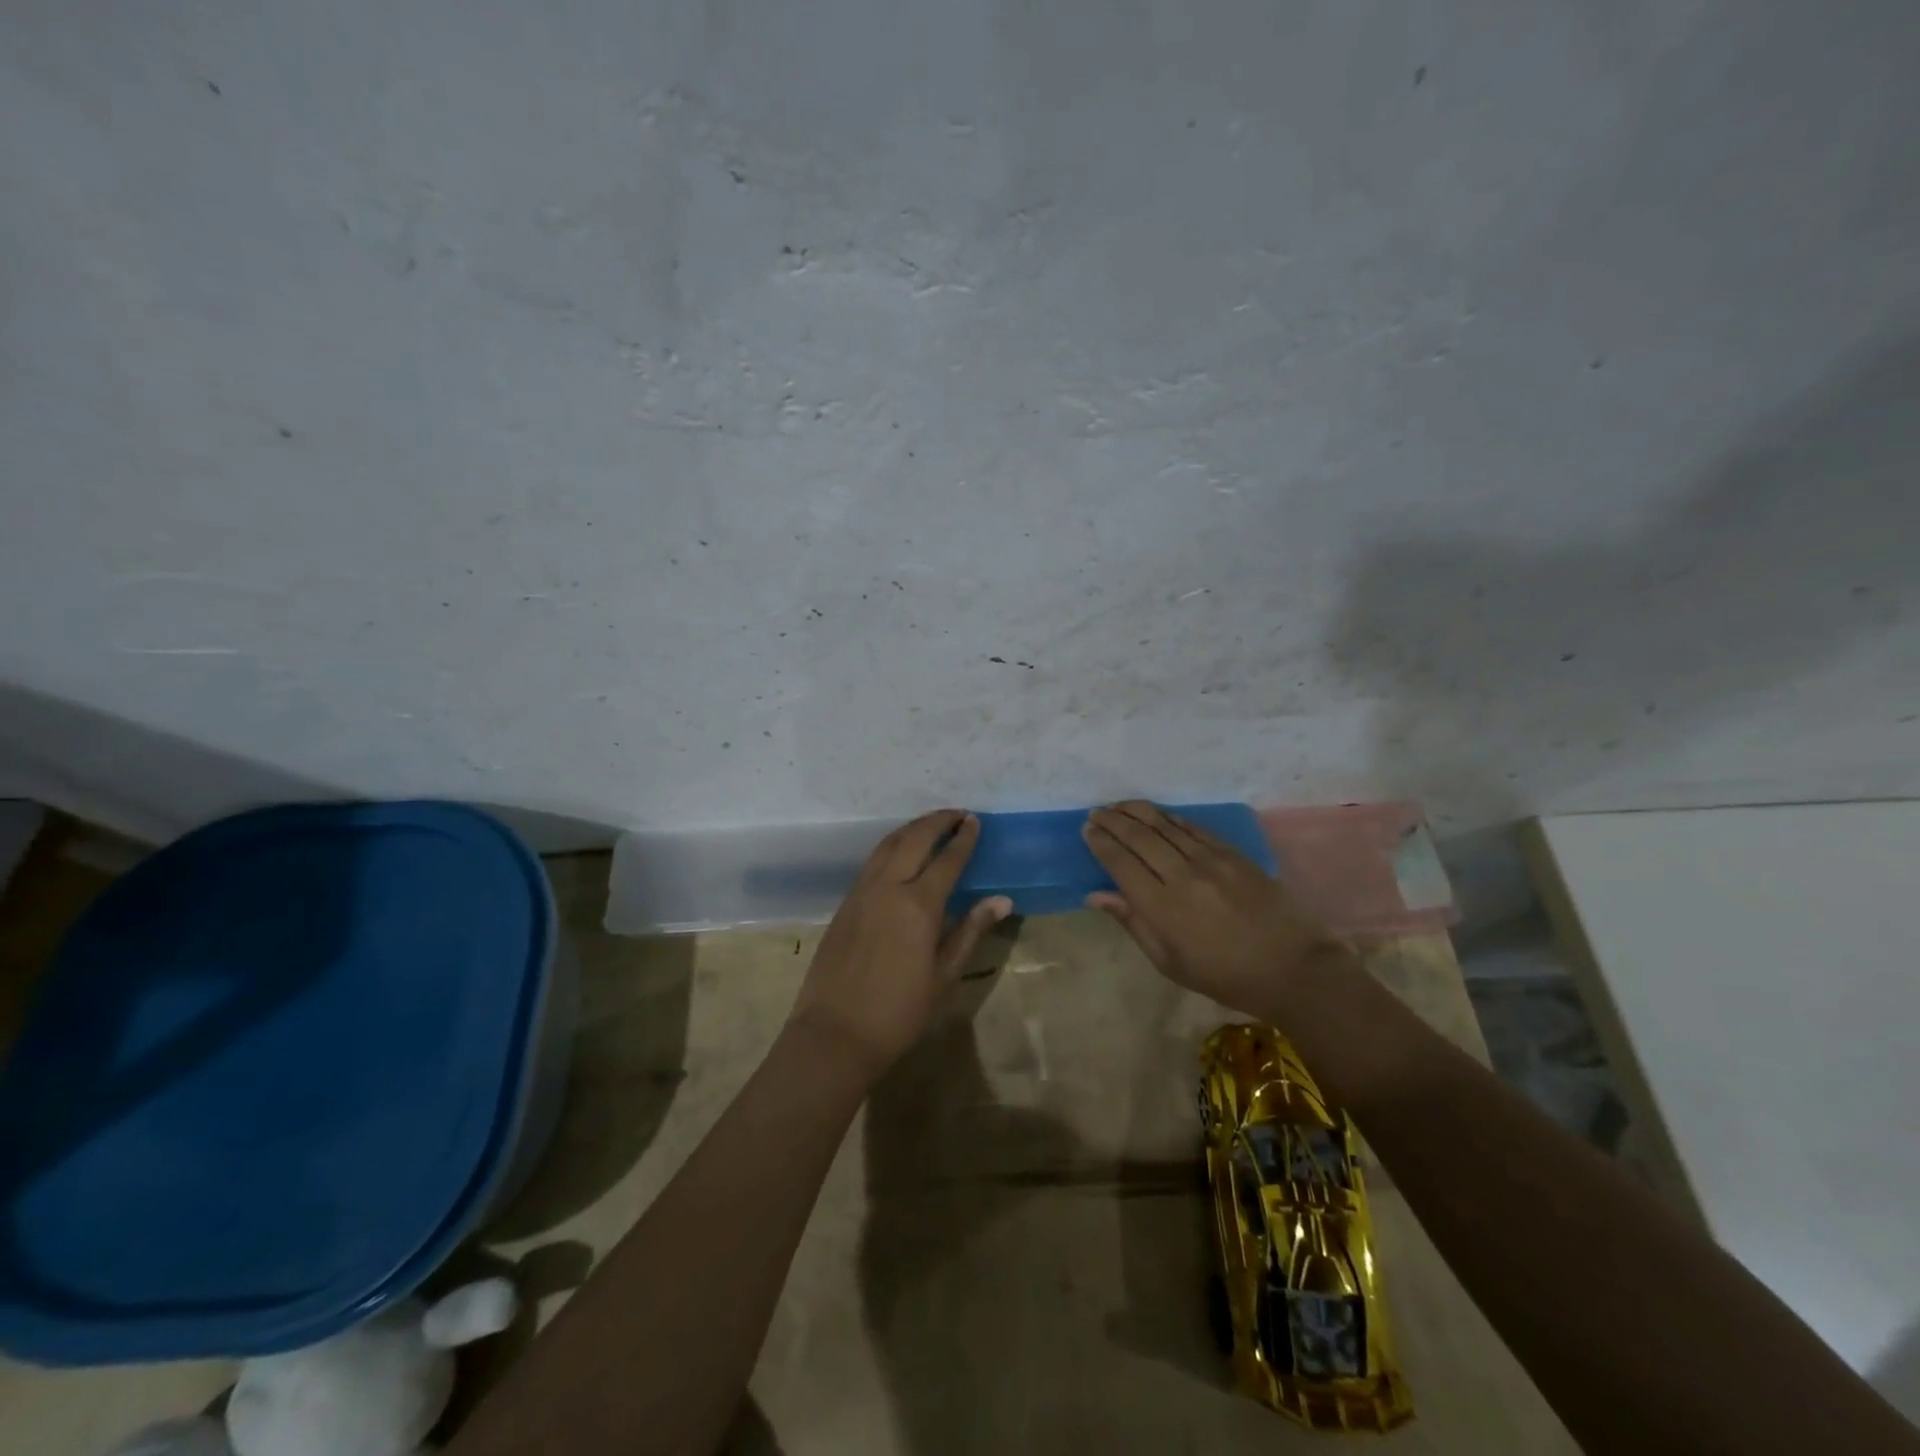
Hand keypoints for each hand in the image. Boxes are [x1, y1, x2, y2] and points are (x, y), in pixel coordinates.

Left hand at [788, 810, 1012, 1077]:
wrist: (835, 1033)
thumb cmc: (899, 1012)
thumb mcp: (944, 975)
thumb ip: (970, 931)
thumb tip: (1001, 899)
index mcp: (918, 904)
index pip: (947, 859)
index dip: (964, 839)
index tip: (975, 822)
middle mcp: (888, 887)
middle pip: (914, 839)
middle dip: (938, 821)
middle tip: (958, 814)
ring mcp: (862, 891)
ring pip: (888, 844)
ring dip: (913, 828)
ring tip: (932, 824)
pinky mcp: (846, 902)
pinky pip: (873, 861)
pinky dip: (892, 845)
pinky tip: (901, 852)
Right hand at [1082, 800, 1346, 1017]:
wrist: (1293, 968)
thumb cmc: (1225, 976)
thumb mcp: (1170, 963)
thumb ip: (1133, 923)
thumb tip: (1096, 895)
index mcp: (1163, 908)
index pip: (1121, 864)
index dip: (1101, 843)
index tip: (1087, 831)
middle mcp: (1182, 876)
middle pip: (1139, 838)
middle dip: (1113, 821)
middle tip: (1096, 812)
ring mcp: (1210, 861)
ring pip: (1164, 826)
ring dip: (1137, 812)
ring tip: (1118, 805)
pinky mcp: (1233, 854)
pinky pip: (1193, 827)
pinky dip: (1170, 817)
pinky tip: (1157, 813)